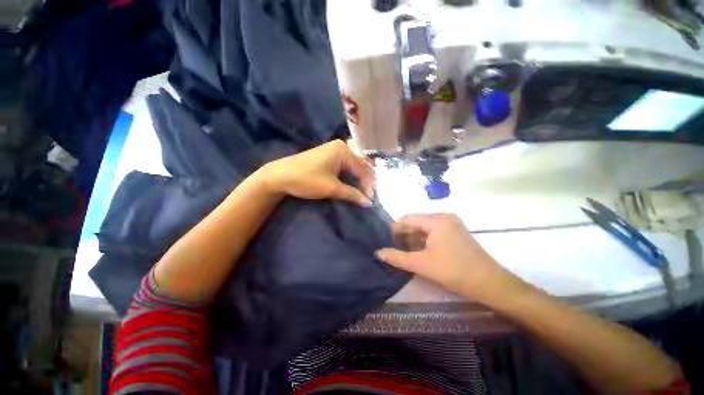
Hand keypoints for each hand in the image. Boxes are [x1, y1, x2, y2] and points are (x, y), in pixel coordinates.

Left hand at [260, 140, 374, 206]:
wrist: (279, 176)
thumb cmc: (307, 179)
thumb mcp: (331, 188)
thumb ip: (352, 194)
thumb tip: (369, 203)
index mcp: (343, 151)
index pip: (363, 169)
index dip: (368, 186)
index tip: (371, 201)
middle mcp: (341, 147)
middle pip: (359, 166)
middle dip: (365, 182)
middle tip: (369, 198)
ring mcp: (334, 151)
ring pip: (353, 167)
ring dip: (358, 180)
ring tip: (363, 194)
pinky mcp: (328, 157)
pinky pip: (345, 167)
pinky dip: (350, 177)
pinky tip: (353, 185)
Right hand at [376, 214, 528, 304]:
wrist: (490, 284)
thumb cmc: (454, 271)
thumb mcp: (422, 264)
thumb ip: (397, 257)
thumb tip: (378, 253)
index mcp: (436, 220)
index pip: (408, 218)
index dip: (394, 229)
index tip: (384, 240)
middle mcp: (444, 217)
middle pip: (416, 222)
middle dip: (403, 235)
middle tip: (391, 247)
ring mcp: (451, 225)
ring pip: (424, 228)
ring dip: (412, 239)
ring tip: (401, 250)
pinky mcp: (455, 233)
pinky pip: (433, 233)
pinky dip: (423, 241)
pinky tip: (416, 251)